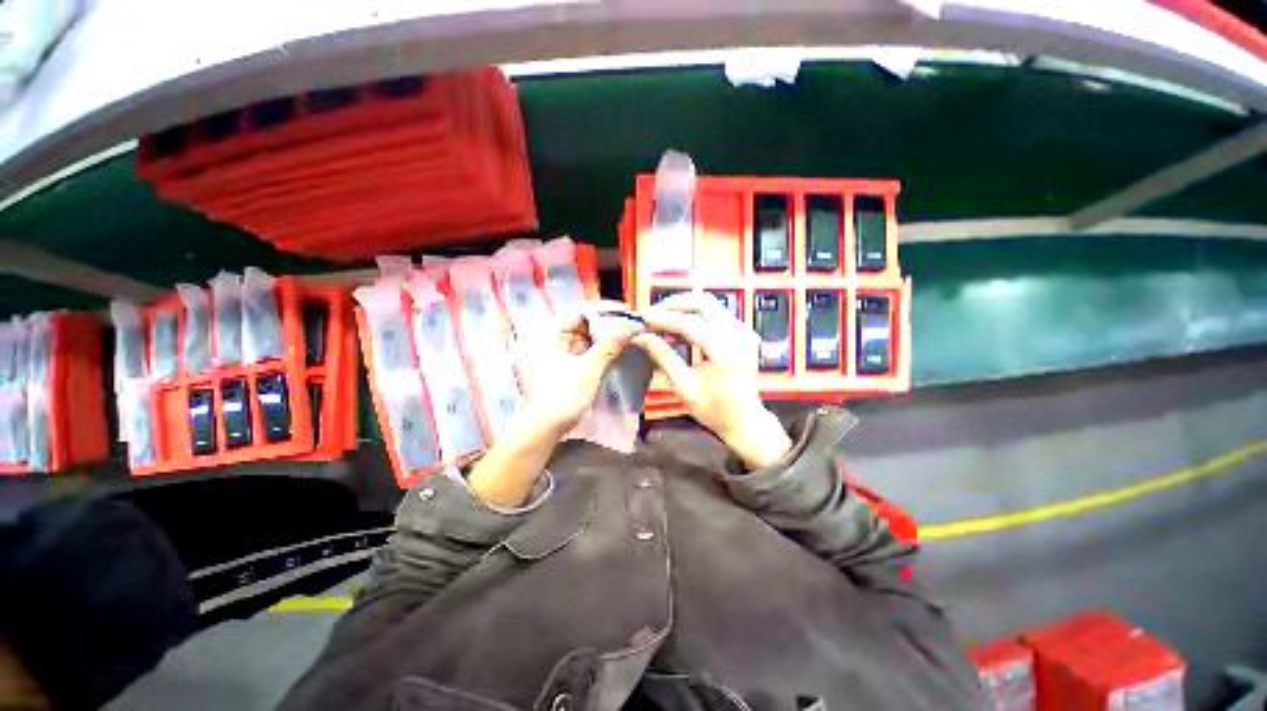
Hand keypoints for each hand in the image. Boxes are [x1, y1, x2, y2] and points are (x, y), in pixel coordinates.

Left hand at [515, 300, 638, 437]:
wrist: (544, 427)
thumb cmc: (564, 396)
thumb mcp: (588, 370)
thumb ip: (607, 347)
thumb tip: (627, 328)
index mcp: (548, 335)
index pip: (577, 311)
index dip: (601, 310)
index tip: (623, 311)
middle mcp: (547, 339)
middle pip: (579, 323)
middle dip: (603, 323)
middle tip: (626, 323)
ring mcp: (552, 353)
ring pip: (580, 337)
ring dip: (600, 336)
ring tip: (623, 334)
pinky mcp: (558, 365)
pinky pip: (579, 350)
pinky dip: (594, 349)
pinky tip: (611, 349)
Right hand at [634, 292, 791, 468]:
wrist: (745, 420)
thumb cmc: (714, 409)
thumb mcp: (683, 386)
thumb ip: (663, 356)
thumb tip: (641, 337)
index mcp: (725, 351)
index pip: (690, 323)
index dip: (663, 318)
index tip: (642, 316)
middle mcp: (738, 334)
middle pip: (702, 303)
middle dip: (674, 305)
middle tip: (652, 315)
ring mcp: (743, 331)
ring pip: (709, 304)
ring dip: (684, 308)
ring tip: (661, 319)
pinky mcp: (743, 332)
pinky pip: (716, 313)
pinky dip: (695, 314)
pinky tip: (679, 325)